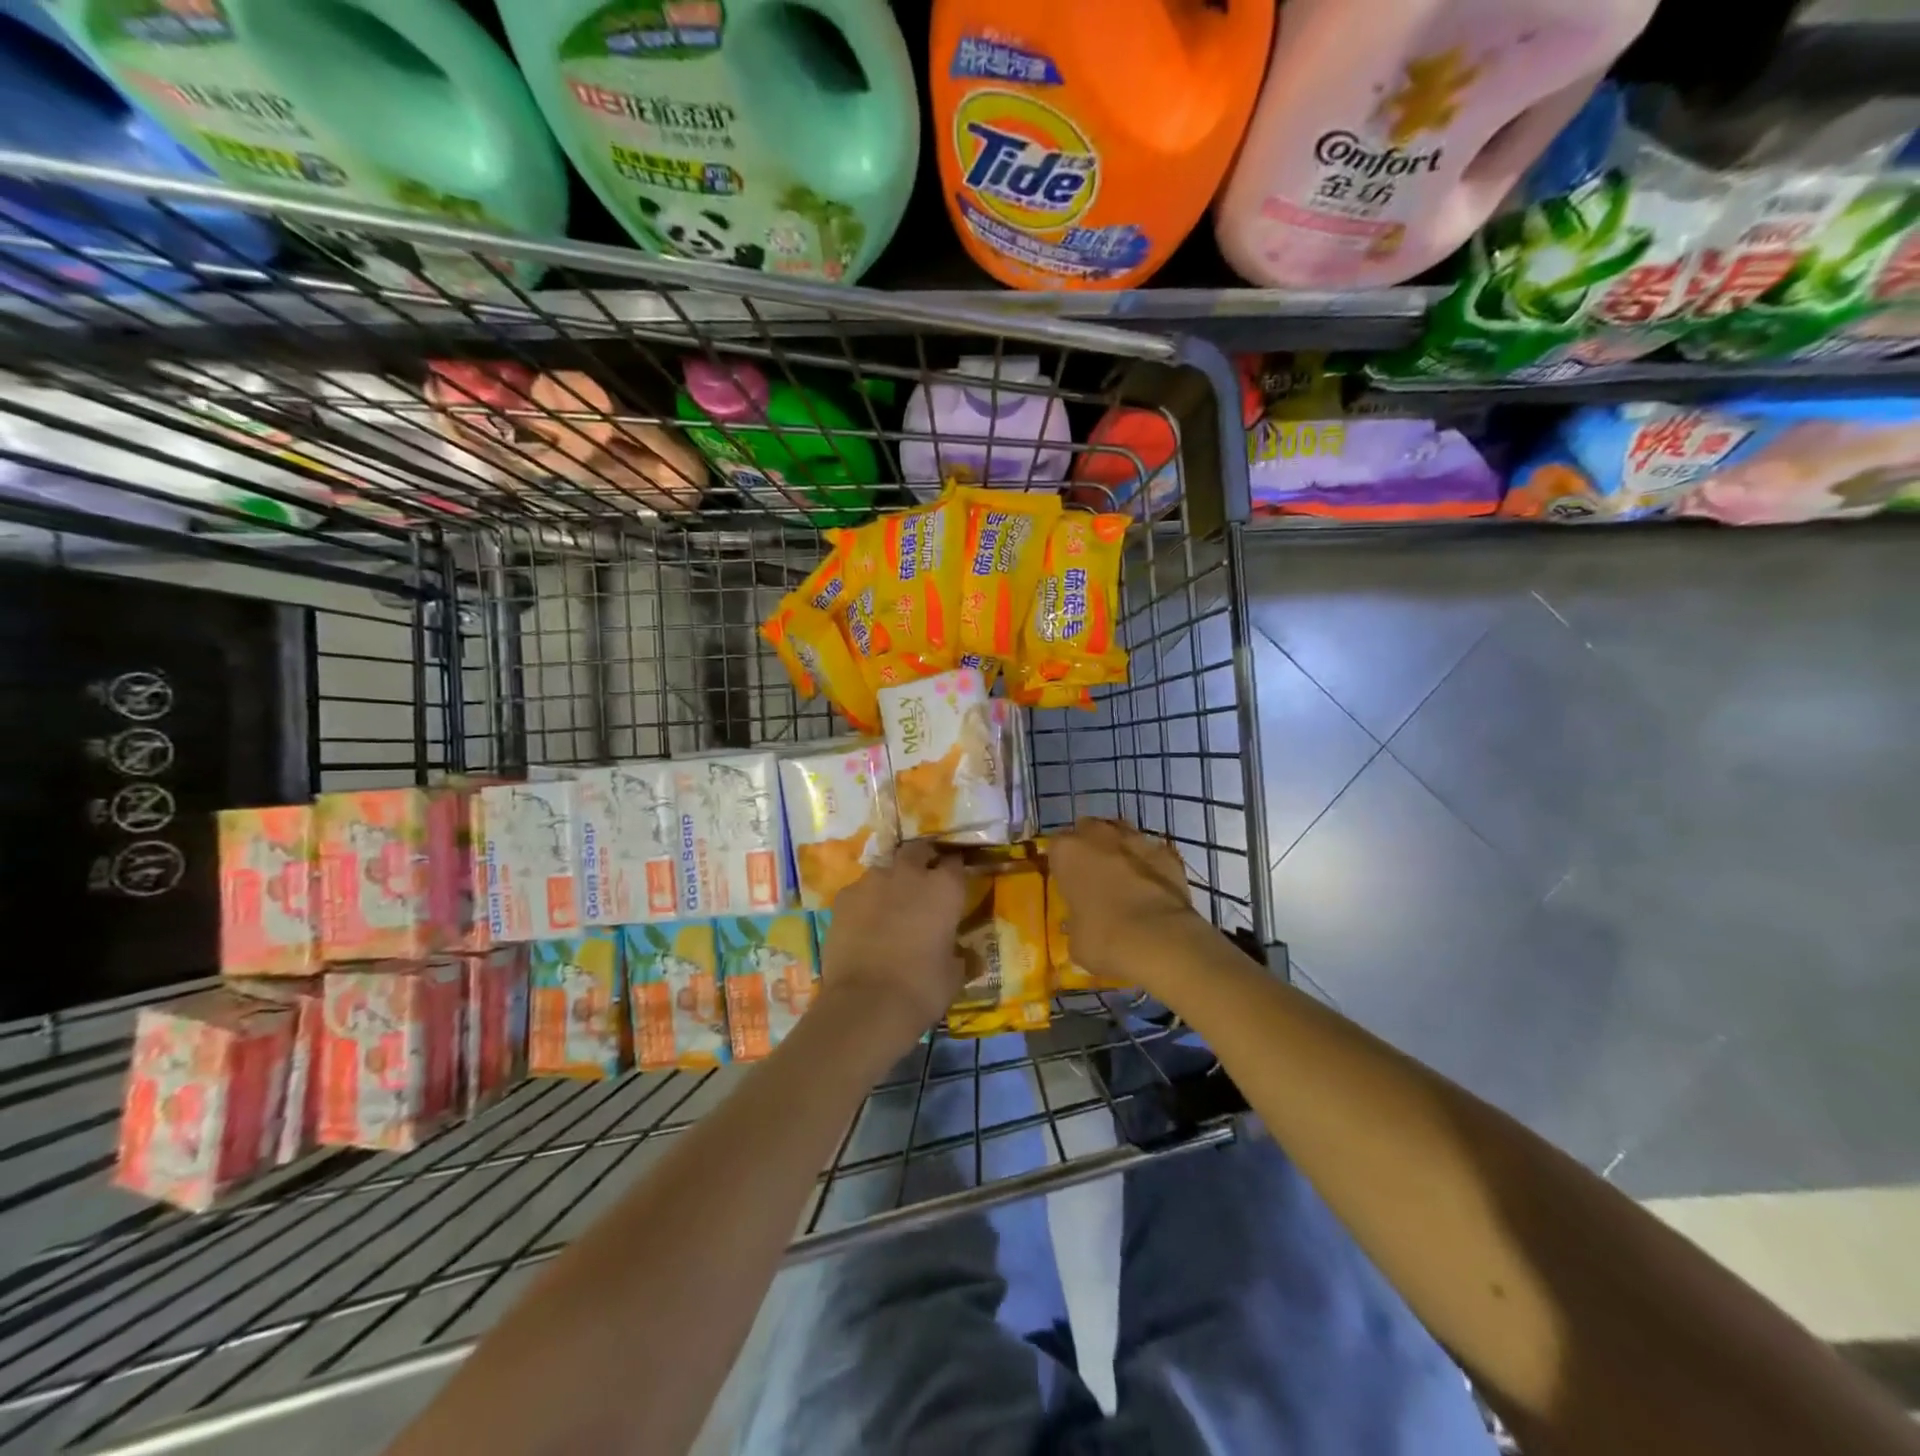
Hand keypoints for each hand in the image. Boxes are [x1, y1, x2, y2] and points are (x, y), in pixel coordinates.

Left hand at [818, 842, 968, 1050]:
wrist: (867, 1003)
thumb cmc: (922, 988)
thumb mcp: (953, 974)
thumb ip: (959, 955)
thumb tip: (966, 955)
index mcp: (944, 888)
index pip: (955, 862)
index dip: (955, 870)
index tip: (954, 881)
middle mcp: (909, 873)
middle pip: (918, 851)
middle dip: (922, 860)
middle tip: (923, 882)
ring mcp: (872, 881)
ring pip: (885, 869)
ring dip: (891, 881)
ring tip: (890, 905)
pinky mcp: (843, 897)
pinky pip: (859, 891)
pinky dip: (865, 901)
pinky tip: (864, 922)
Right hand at [1049, 817, 1200, 984]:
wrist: (1160, 942)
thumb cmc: (1104, 940)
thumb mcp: (1075, 937)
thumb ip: (1075, 920)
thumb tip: (1081, 923)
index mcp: (1067, 851)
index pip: (1055, 847)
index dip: (1061, 864)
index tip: (1066, 882)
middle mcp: (1099, 835)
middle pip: (1089, 830)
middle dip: (1090, 847)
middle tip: (1092, 876)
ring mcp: (1136, 840)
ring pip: (1122, 834)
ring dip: (1120, 851)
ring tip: (1123, 878)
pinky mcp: (1168, 854)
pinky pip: (1152, 853)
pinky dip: (1150, 865)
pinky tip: (1152, 887)